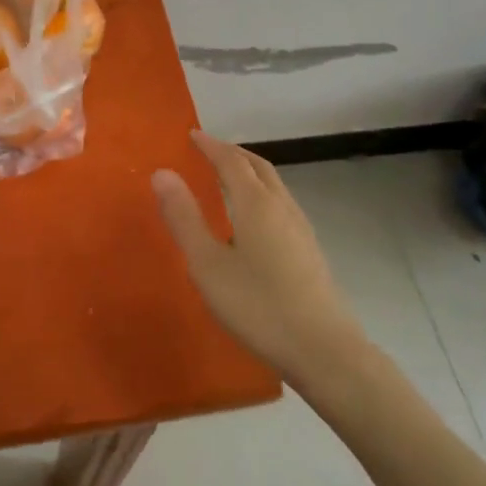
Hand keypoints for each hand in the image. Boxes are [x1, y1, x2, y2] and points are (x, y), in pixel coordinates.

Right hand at [152, 132, 364, 388]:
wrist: (324, 349)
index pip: (231, 161)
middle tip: (209, 150)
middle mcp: (282, 207)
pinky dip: (262, 193)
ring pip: (274, 185)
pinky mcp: (310, 250)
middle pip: (258, 167)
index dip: (211, 146)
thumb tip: (162, 172)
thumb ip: (184, 217)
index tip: (192, 135)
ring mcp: (301, 229)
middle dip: (233, 154)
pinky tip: (254, 220)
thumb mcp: (208, 264)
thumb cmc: (258, 305)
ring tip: (228, 178)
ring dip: (250, 172)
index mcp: (256, 204)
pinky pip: (281, 204)